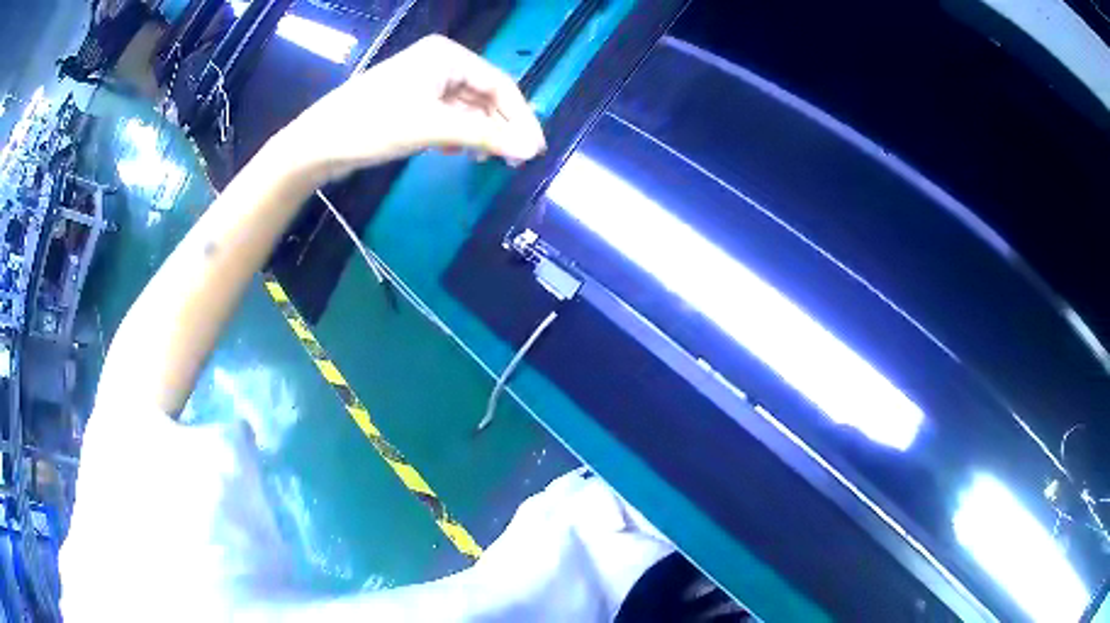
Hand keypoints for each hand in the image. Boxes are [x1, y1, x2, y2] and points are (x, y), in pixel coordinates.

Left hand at [281, 35, 546, 181]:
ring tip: (485, 159)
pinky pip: (447, 116)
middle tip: (514, 161)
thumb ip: (485, 137)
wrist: (319, 143)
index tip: (534, 149)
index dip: (520, 118)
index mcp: (447, 55)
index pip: (499, 85)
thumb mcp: (434, 128)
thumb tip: (531, 149)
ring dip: (479, 133)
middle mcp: (439, 62)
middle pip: (484, 95)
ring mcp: (423, 82)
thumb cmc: (375, 125)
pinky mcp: (411, 101)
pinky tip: (455, 151)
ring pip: (467, 108)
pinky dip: (457, 134)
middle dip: (499, 127)